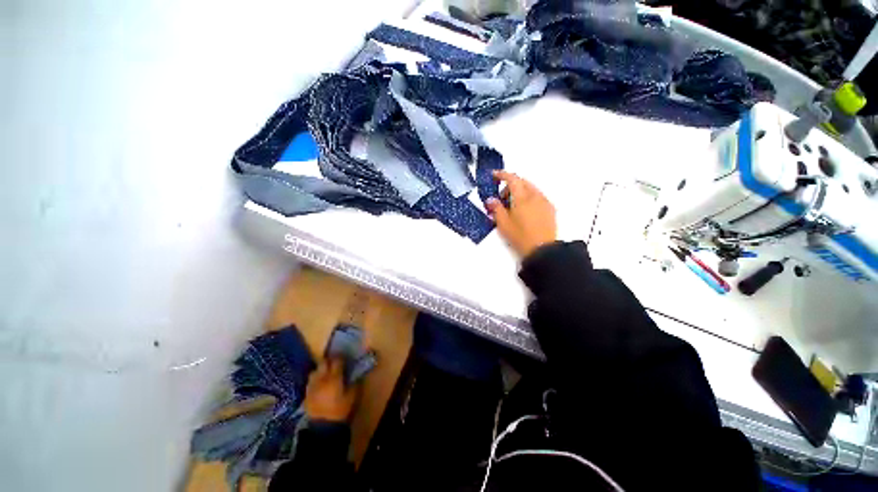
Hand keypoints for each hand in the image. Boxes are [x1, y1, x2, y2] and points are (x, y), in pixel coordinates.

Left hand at [303, 358, 359, 422]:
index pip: (336, 361)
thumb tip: (355, 374)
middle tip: (335, 363)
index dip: (341, 357)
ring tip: (326, 373)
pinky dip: (315, 379)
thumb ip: (354, 383)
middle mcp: (321, 379)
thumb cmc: (340, 411)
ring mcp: (312, 386)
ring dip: (321, 369)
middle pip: (323, 362)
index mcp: (334, 378)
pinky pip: (310, 381)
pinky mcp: (306, 394)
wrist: (323, 428)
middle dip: (329, 360)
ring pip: (315, 370)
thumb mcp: (352, 397)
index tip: (344, 358)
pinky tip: (319, 383)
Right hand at [485, 171, 556, 258]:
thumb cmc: (520, 236)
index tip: (494, 175)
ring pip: (530, 189)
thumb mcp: (503, 224)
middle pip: (522, 182)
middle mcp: (535, 195)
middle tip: (502, 199)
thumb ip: (496, 209)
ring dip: (520, 191)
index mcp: (522, 197)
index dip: (502, 175)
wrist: (542, 249)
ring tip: (513, 207)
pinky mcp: (550, 209)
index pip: (512, 179)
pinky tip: (524, 211)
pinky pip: (538, 196)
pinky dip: (529, 198)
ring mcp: (544, 201)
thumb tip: (490, 200)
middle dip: (510, 185)